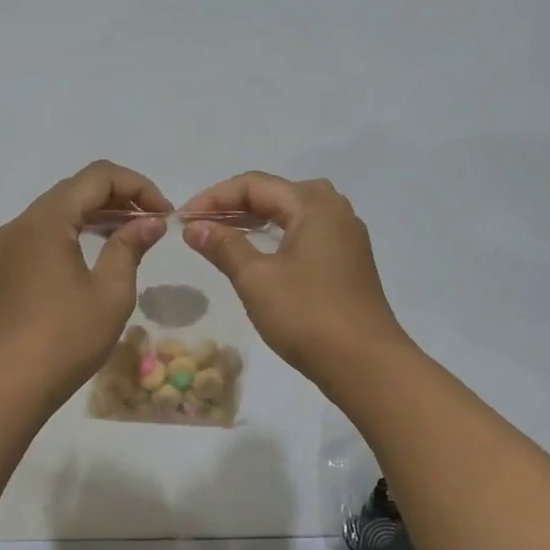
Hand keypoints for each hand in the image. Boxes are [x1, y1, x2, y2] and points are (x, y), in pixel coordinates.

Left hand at [0, 160, 171, 402]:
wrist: (12, 383)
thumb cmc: (68, 337)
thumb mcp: (111, 291)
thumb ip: (130, 246)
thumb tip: (151, 221)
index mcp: (46, 220)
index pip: (97, 177)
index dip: (137, 185)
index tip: (164, 212)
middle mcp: (22, 221)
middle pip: (76, 188)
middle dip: (119, 197)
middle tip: (153, 223)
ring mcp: (9, 243)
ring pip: (59, 209)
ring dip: (97, 213)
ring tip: (133, 234)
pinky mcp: (6, 264)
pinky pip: (45, 231)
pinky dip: (76, 230)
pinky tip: (99, 250)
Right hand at [181, 172, 410, 381]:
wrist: (366, 365)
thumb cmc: (307, 316)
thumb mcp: (256, 279)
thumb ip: (224, 246)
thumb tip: (195, 227)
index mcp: (315, 206)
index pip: (255, 185)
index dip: (214, 197)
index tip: (183, 219)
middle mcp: (335, 212)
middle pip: (277, 193)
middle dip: (236, 204)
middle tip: (204, 224)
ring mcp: (346, 239)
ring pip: (295, 213)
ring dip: (258, 219)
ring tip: (226, 235)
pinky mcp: (348, 263)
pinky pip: (307, 234)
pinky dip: (278, 236)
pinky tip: (261, 255)